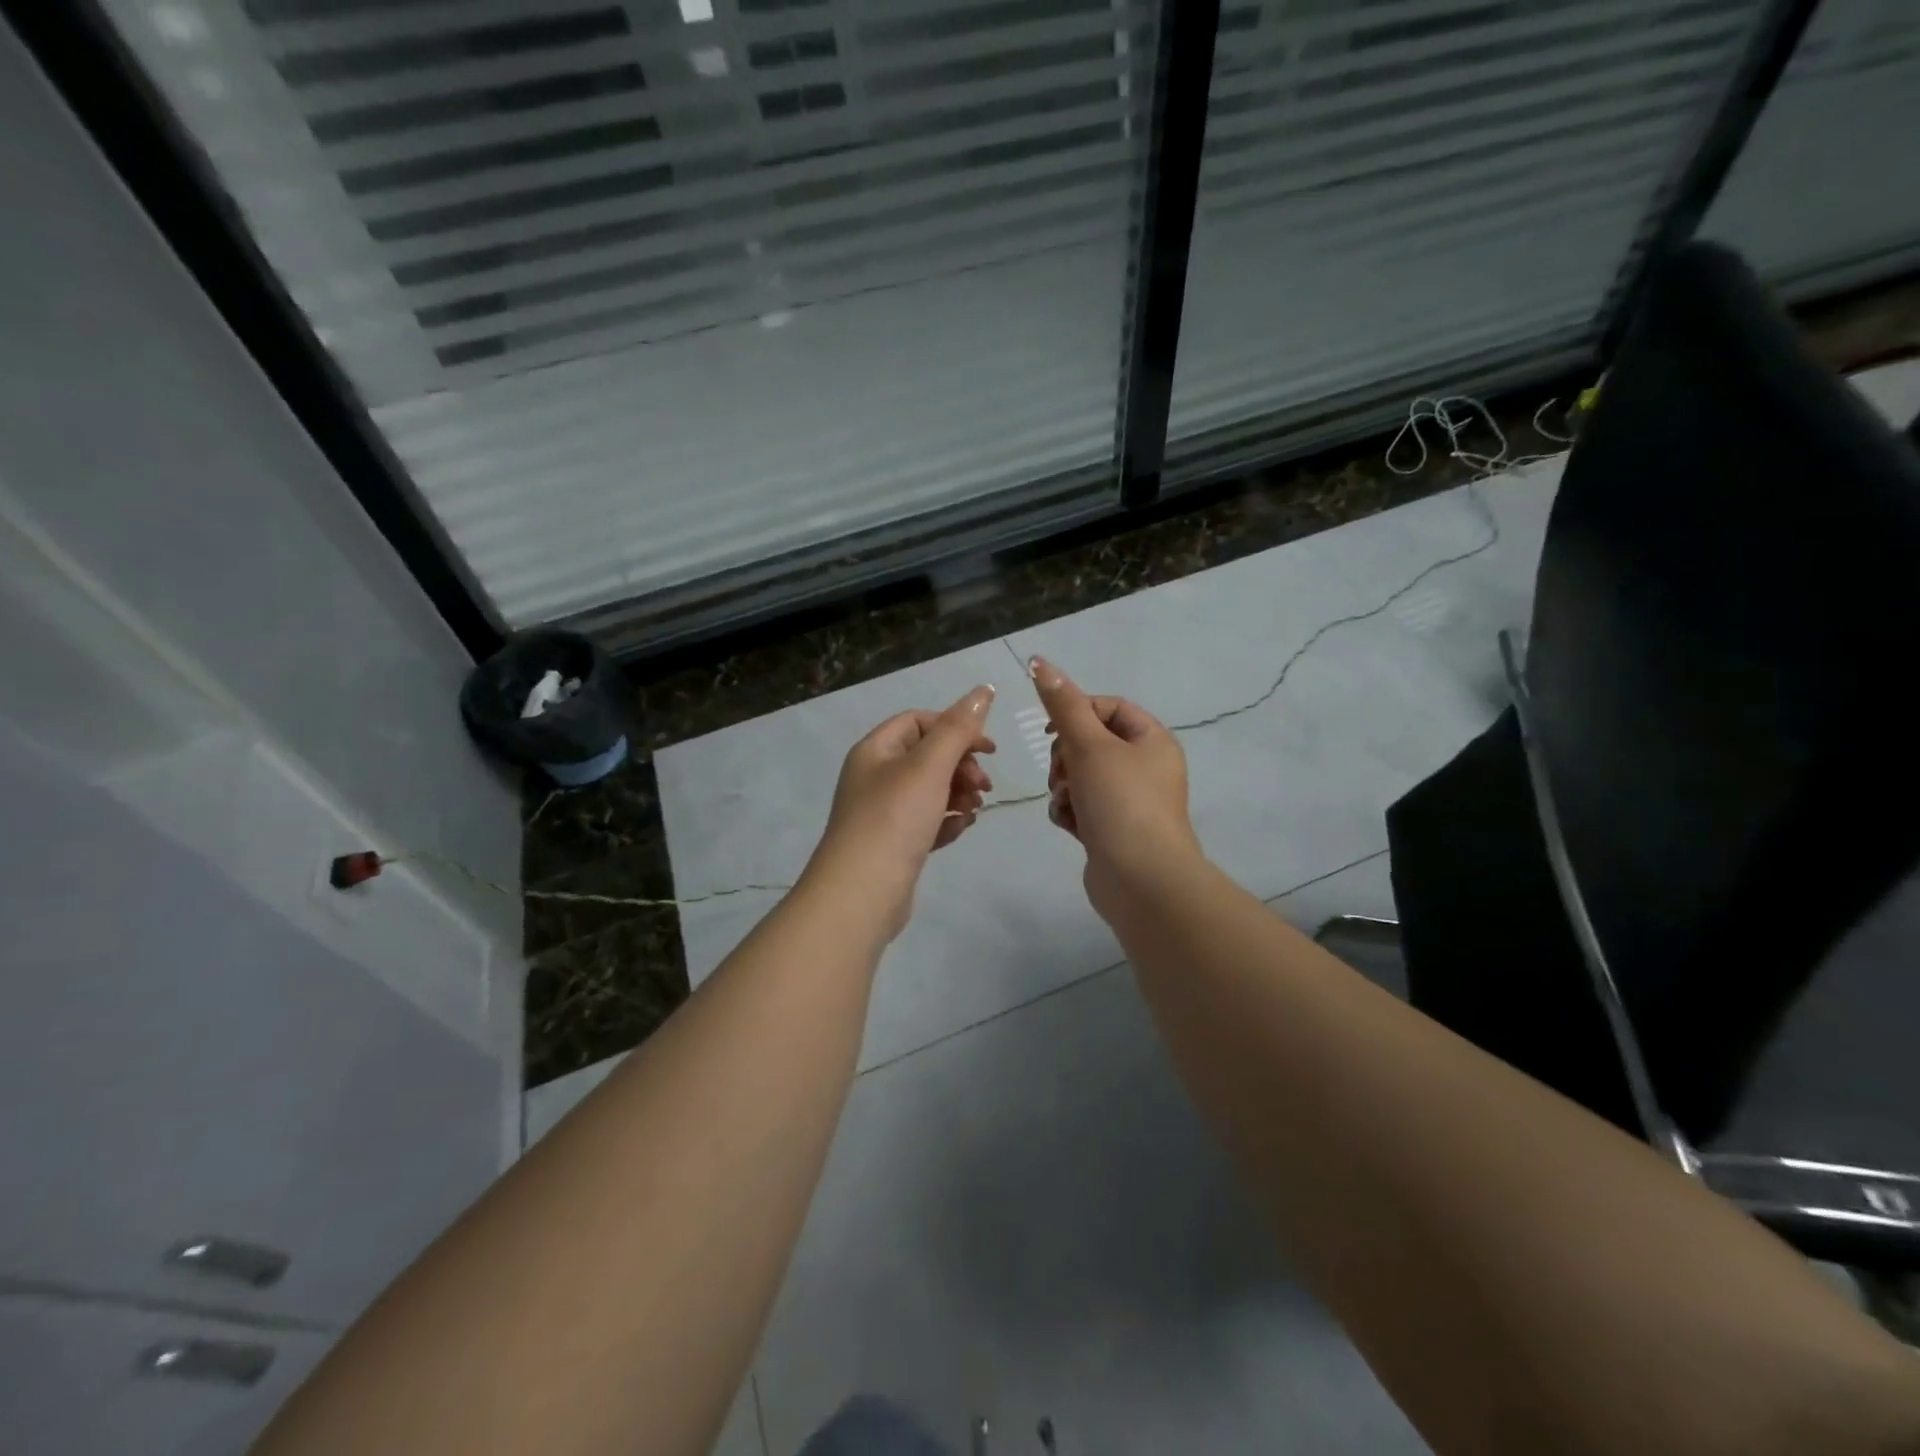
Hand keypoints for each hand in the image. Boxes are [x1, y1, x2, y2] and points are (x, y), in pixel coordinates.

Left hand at [810, 684, 996, 938]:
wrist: (862, 894)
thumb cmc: (894, 819)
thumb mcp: (930, 766)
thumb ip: (959, 727)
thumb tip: (984, 688)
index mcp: (875, 750)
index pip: (919, 721)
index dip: (956, 728)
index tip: (988, 749)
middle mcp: (875, 776)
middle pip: (928, 756)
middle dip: (961, 766)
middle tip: (984, 785)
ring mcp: (883, 813)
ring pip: (931, 790)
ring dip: (959, 793)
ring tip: (975, 809)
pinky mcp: (894, 844)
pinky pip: (927, 821)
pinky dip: (947, 820)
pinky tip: (961, 829)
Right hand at [1028, 656, 1201, 921]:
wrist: (1141, 881)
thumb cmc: (1121, 803)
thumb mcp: (1089, 745)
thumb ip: (1062, 705)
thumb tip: (1039, 661)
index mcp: (1152, 740)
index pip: (1108, 707)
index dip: (1076, 712)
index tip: (1053, 729)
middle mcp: (1145, 768)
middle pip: (1090, 742)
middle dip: (1066, 755)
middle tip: (1063, 771)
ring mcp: (1129, 802)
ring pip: (1080, 776)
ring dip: (1064, 785)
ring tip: (1068, 802)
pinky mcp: (1111, 830)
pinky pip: (1080, 806)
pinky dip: (1069, 811)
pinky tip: (1070, 825)